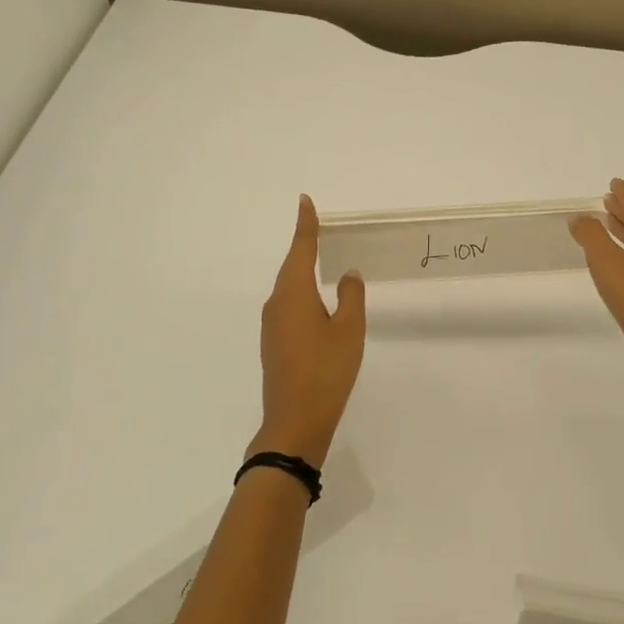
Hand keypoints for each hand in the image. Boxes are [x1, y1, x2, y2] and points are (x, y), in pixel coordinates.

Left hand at [252, 195, 366, 466]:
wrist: (295, 422)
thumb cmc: (326, 371)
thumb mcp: (349, 330)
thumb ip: (351, 297)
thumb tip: (347, 274)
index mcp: (294, 293)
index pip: (301, 249)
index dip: (306, 224)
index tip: (304, 201)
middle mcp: (278, 303)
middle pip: (292, 266)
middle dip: (304, 246)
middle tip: (318, 227)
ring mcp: (272, 325)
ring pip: (289, 287)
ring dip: (303, 271)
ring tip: (321, 259)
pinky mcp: (274, 343)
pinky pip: (288, 306)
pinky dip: (302, 294)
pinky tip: (315, 302)